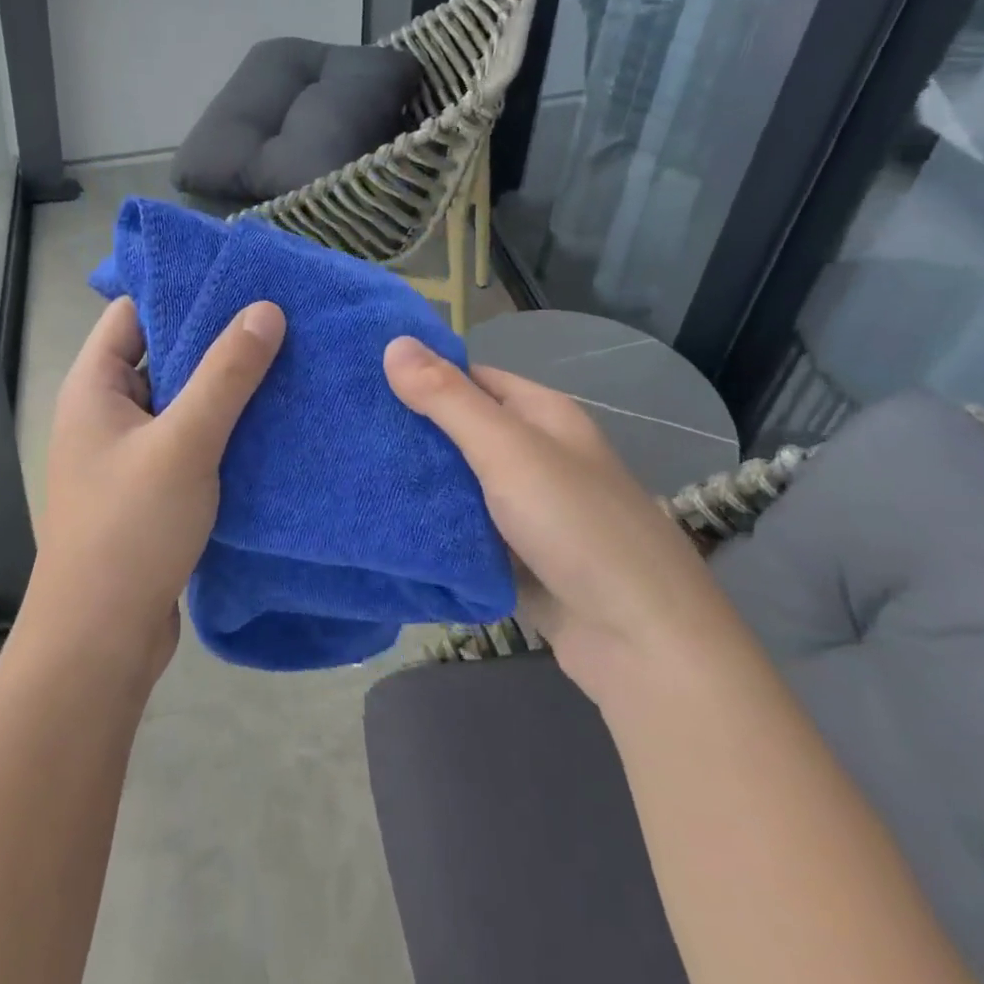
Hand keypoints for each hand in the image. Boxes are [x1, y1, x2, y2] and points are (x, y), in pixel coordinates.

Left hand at [20, 296, 285, 685]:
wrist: (101, 639)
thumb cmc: (130, 528)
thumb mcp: (184, 443)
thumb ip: (225, 375)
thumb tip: (265, 309)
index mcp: (94, 387)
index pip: (134, 314)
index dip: (182, 292)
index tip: (242, 281)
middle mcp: (105, 413)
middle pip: (162, 356)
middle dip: (216, 341)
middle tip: (280, 321)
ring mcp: (128, 454)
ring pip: (181, 403)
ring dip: (224, 390)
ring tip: (288, 365)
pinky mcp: (151, 490)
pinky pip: (189, 442)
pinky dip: (223, 431)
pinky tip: (272, 426)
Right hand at [383, 337, 745, 699]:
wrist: (640, 642)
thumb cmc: (576, 526)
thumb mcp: (507, 450)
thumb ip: (448, 399)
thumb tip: (393, 342)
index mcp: (542, 415)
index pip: (470, 377)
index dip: (420, 373)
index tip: (360, 378)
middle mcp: (534, 454)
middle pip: (461, 430)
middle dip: (409, 430)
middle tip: (343, 426)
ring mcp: (524, 507)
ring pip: (458, 482)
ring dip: (415, 479)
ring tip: (348, 468)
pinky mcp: (513, 555)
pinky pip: (462, 527)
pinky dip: (430, 523)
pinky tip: (382, 519)